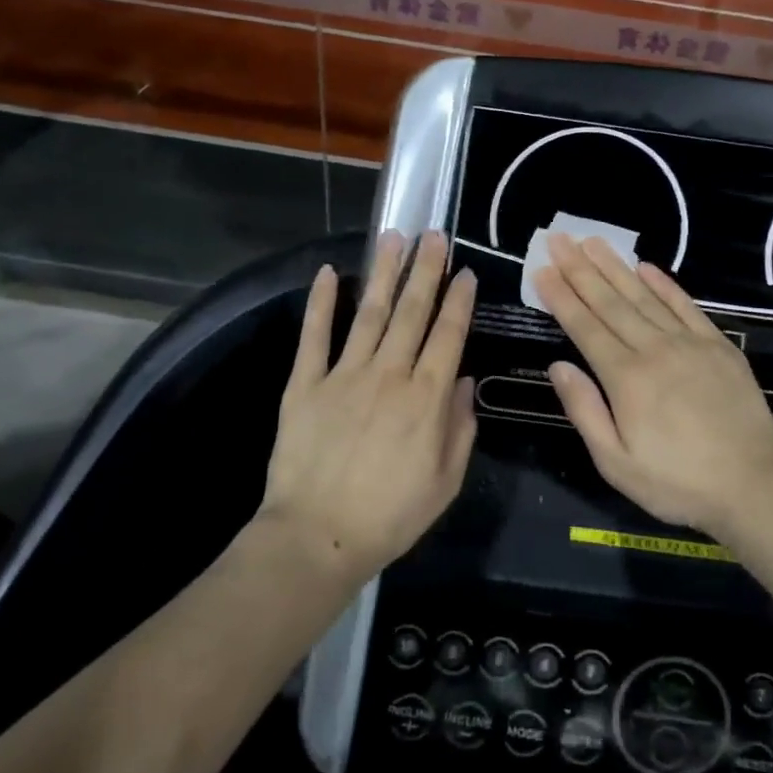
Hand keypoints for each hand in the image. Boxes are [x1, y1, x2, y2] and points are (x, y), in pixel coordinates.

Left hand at [259, 231, 477, 578]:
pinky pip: (315, 336)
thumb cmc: (391, 515)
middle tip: (434, 234)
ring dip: (383, 272)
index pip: (449, 335)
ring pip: (369, 312)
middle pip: (412, 312)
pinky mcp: (306, 384)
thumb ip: (460, 428)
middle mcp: (390, 374)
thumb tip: (464, 382)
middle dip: (426, 270)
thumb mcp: (446, 482)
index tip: (466, 272)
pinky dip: (320, 303)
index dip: (459, 300)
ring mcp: (345, 375)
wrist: (317, 537)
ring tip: (393, 237)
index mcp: (427, 398)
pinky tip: (327, 273)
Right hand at [535, 233, 772, 536]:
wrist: (754, 484)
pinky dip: (664, 283)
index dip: (561, 296)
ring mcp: (689, 343)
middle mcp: (654, 349)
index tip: (542, 269)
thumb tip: (558, 366)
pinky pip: (685, 305)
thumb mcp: (616, 463)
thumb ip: (585, 411)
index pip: (585, 326)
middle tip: (559, 239)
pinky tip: (645, 266)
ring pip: (644, 296)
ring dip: (615, 267)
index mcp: (626, 378)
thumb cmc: (677, 482)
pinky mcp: (718, 345)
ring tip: (593, 241)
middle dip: (580, 269)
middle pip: (610, 302)